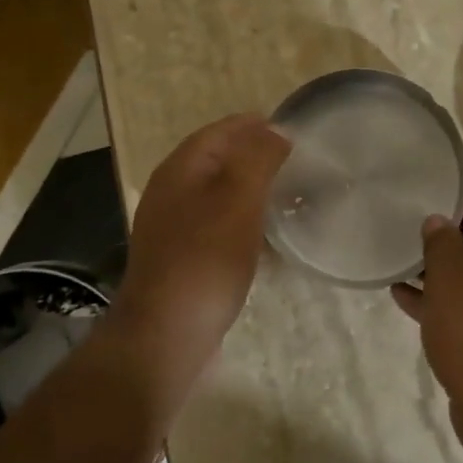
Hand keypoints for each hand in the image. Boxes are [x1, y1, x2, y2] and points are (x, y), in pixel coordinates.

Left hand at [117, 114, 290, 355]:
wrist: (166, 336)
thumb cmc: (205, 260)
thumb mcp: (238, 200)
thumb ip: (258, 158)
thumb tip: (276, 130)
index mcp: (180, 170)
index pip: (220, 131)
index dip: (254, 126)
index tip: (292, 130)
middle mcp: (172, 193)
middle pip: (218, 162)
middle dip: (256, 157)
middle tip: (297, 163)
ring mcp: (174, 229)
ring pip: (220, 197)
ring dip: (253, 193)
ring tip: (289, 198)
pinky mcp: (184, 260)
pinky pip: (220, 229)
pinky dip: (246, 225)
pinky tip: (269, 242)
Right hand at [392, 195, 462, 454]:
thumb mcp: (448, 277)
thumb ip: (440, 241)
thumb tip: (438, 221)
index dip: (449, 207)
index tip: (417, 208)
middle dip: (444, 243)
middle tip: (406, 238)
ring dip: (443, 275)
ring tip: (401, 269)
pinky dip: (450, 302)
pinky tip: (407, 300)